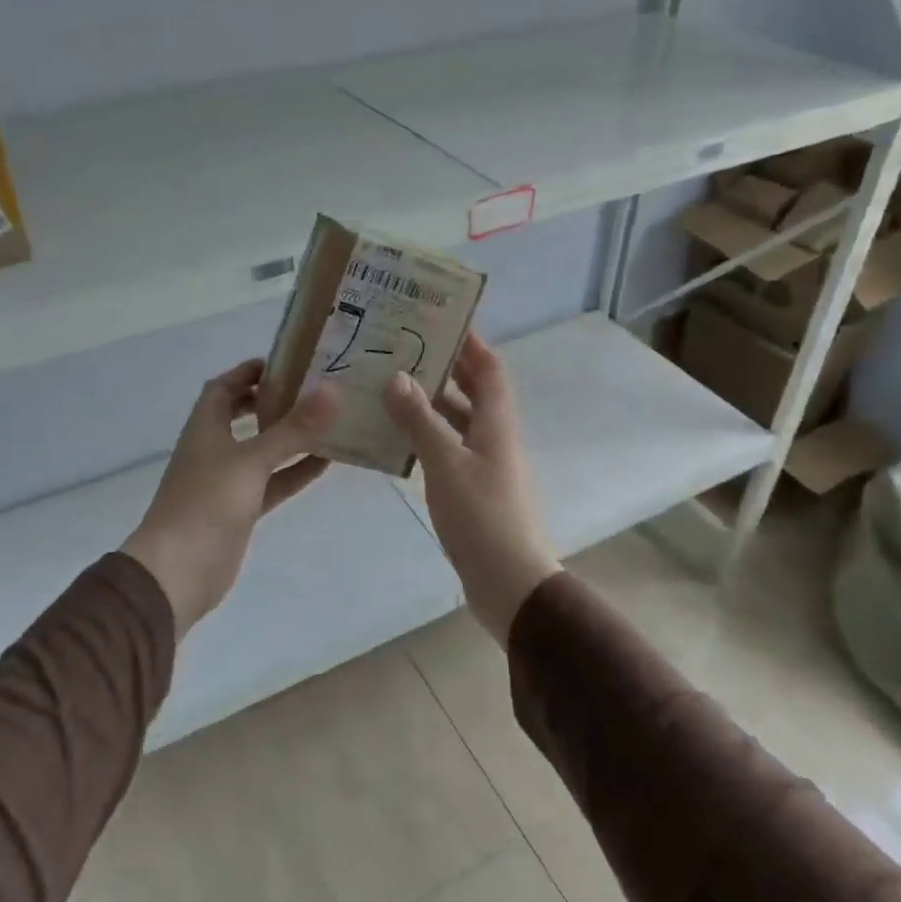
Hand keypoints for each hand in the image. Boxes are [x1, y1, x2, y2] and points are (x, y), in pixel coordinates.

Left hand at [122, 360, 338, 637]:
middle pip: (242, 415)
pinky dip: (294, 471)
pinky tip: (327, 463)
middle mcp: (214, 449)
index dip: (248, 372)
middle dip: (272, 401)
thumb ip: (293, 428)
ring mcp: (227, 482)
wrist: (178, 572)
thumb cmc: (207, 503)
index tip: (286, 362)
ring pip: (262, 450)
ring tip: (328, 421)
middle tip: (311, 390)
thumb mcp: (252, 460)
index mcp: (205, 427)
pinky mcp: (241, 510)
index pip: (223, 387)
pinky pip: (273, 482)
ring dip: (289, 437)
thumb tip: (333, 390)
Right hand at [383, 334, 559, 644]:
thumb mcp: (447, 465)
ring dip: (430, 403)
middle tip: (404, 348)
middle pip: (473, 391)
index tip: (442, 318)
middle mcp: (494, 437)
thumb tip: (397, 377)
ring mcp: (484, 465)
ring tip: (390, 386)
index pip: (489, 369)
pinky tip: (396, 437)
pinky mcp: (472, 490)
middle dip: (445, 367)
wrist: (510, 583)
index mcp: (496, 424)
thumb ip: (421, 421)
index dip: (471, 342)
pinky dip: (426, 436)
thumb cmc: (482, 517)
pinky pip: (448, 449)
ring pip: (457, 421)